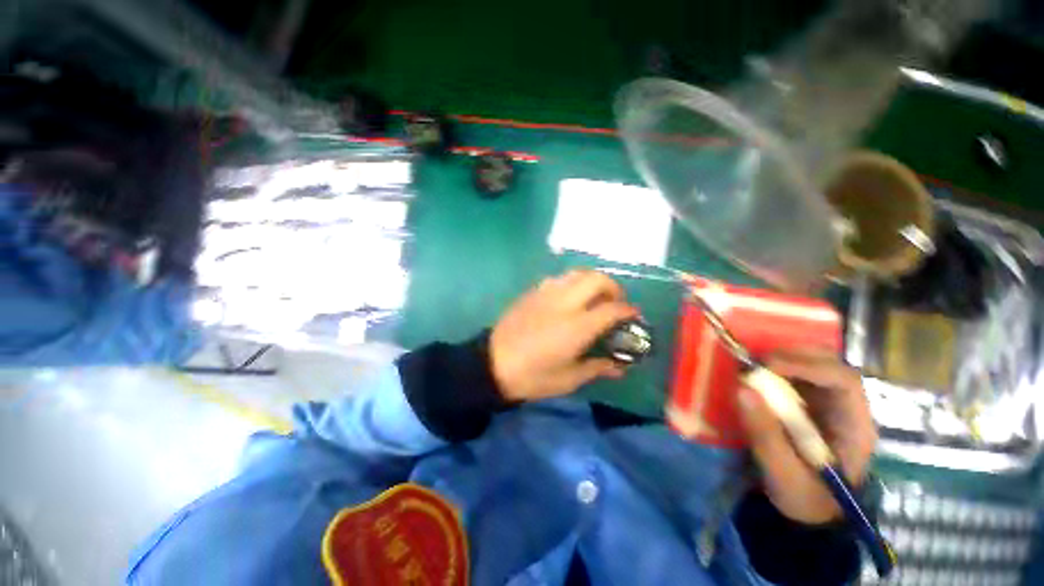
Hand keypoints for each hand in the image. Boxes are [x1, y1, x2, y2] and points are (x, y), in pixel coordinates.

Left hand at [490, 270, 639, 401]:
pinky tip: (568, 299)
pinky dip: (571, 283)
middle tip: (614, 303)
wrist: (492, 364)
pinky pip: (558, 279)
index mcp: (577, 326)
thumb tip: (619, 367)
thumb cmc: (532, 376)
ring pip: (577, 273)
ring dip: (592, 281)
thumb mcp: (568, 379)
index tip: (633, 316)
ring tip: (593, 298)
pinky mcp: (532, 292)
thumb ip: (597, 368)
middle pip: (597, 279)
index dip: (628, 310)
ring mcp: (546, 294)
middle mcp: (564, 303)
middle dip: (613, 287)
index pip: (612, 308)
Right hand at [737, 349, 876, 524]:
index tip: (767, 366)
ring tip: (752, 369)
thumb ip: (764, 434)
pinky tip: (757, 377)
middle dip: (792, 356)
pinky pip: (796, 374)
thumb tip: (742, 389)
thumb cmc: (804, 497)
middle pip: (830, 364)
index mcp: (855, 426)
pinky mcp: (810, 403)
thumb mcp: (782, 473)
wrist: (809, 511)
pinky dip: (775, 369)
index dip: (807, 365)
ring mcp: (829, 403)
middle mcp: (847, 407)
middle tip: (755, 363)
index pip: (843, 381)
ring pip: (813, 364)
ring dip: (782, 360)